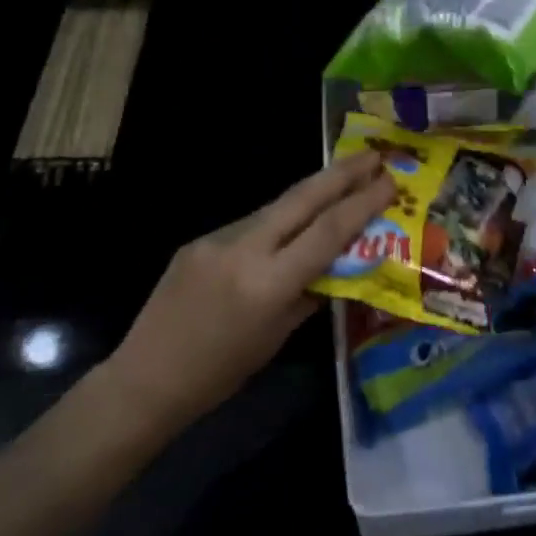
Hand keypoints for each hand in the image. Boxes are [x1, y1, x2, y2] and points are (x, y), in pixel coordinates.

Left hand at [104, 152, 395, 438]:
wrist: (145, 380)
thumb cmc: (220, 374)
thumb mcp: (276, 337)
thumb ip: (309, 293)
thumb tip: (338, 262)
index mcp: (269, 282)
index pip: (327, 231)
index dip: (363, 202)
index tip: (390, 181)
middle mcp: (244, 249)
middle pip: (302, 197)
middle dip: (341, 173)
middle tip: (374, 155)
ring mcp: (217, 239)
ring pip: (276, 207)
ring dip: (311, 195)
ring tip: (341, 185)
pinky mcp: (199, 240)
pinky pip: (249, 225)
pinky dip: (276, 223)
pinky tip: (287, 231)